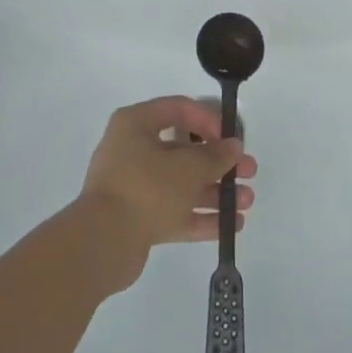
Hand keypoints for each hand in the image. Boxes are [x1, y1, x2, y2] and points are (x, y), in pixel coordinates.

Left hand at [74, 97, 256, 292]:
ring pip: (182, 184)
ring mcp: (135, 187)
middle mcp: (133, 150)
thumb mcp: (187, 167)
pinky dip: (202, 216)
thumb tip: (234, 147)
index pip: (178, 109)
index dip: (208, 120)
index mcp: (136, 124)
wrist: (102, 243)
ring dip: (216, 191)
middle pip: (184, 151)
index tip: (230, 138)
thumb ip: (215, 156)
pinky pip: (176, 212)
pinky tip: (231, 224)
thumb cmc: (145, 188)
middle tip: (249, 171)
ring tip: (247, 201)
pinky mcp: (138, 219)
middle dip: (219, 162)